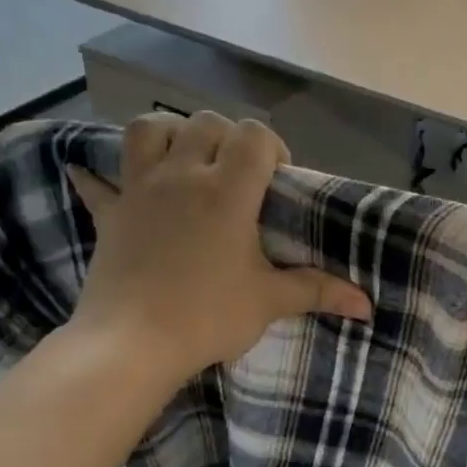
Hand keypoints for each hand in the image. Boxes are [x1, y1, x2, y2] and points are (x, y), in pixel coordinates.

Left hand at [63, 112, 371, 388]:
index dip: (272, 148)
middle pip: (206, 123)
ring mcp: (139, 189)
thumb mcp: (269, 302)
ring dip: (172, 135)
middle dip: (229, 139)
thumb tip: (367, 305)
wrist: (132, 342)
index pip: (254, 136)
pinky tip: (104, 181)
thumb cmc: (207, 316)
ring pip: (149, 129)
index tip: (278, 182)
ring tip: (186, 163)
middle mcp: (181, 176)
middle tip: (240, 177)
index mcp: (226, 191)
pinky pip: (99, 181)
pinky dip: (103, 177)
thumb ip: (318, 292)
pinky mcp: (110, 213)